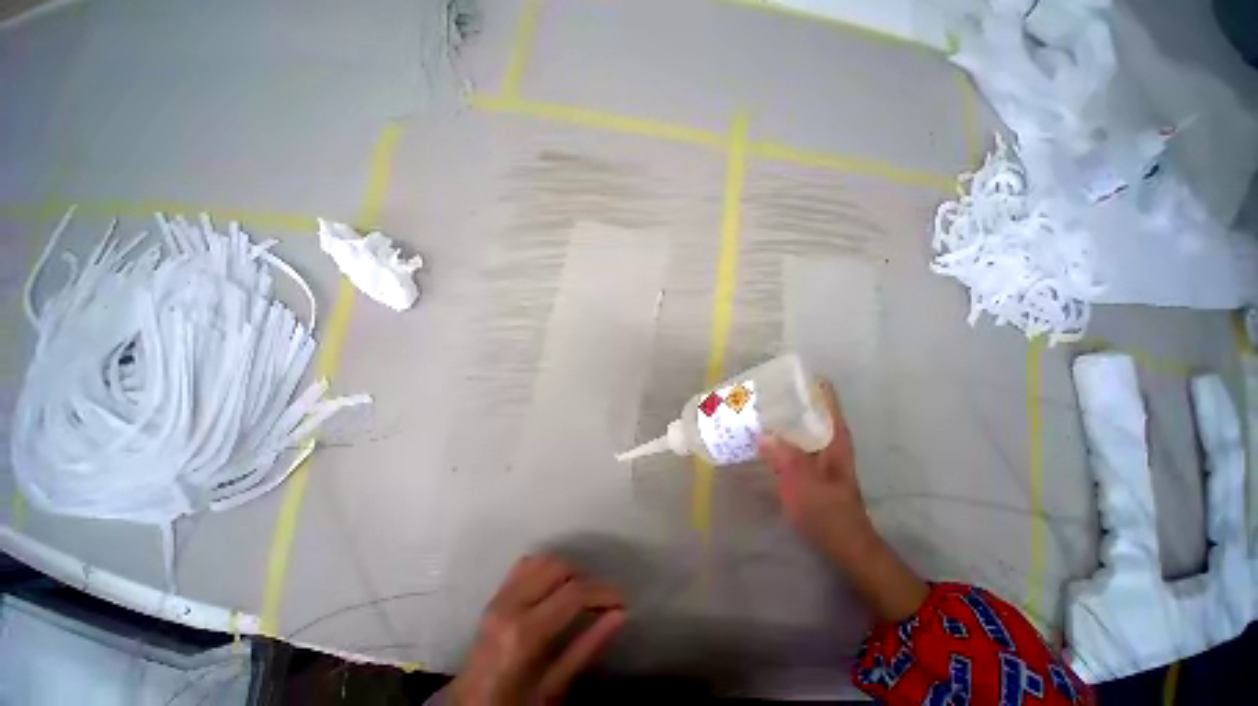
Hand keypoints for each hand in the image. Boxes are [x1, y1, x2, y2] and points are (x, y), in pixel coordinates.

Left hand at [451, 555, 625, 705]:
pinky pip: (526, 564)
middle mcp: (509, 605)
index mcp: (523, 633)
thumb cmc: (514, 704)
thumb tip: (620, 615)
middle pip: (559, 567)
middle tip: (601, 600)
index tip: (622, 599)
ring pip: (543, 560)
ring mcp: (499, 596)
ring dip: (568, 570)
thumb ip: (587, 647)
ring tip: (581, 593)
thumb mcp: (554, 686)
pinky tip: (556, 586)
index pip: (573, 593)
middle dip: (586, 578)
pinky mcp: (495, 594)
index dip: (602, 591)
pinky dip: (547, 567)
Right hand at [758, 379, 928, 621]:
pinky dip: (773, 431)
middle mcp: (825, 436)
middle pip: (805, 404)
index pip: (823, 395)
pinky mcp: (804, 461)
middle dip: (781, 395)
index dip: (804, 381)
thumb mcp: (806, 486)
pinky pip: (787, 437)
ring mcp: (815, 449)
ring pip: (795, 420)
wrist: (842, 543)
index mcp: (833, 435)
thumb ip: (787, 460)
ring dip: (775, 412)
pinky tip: (754, 433)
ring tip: (748, 405)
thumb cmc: (829, 513)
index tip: (778, 373)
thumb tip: (761, 434)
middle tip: (752, 389)